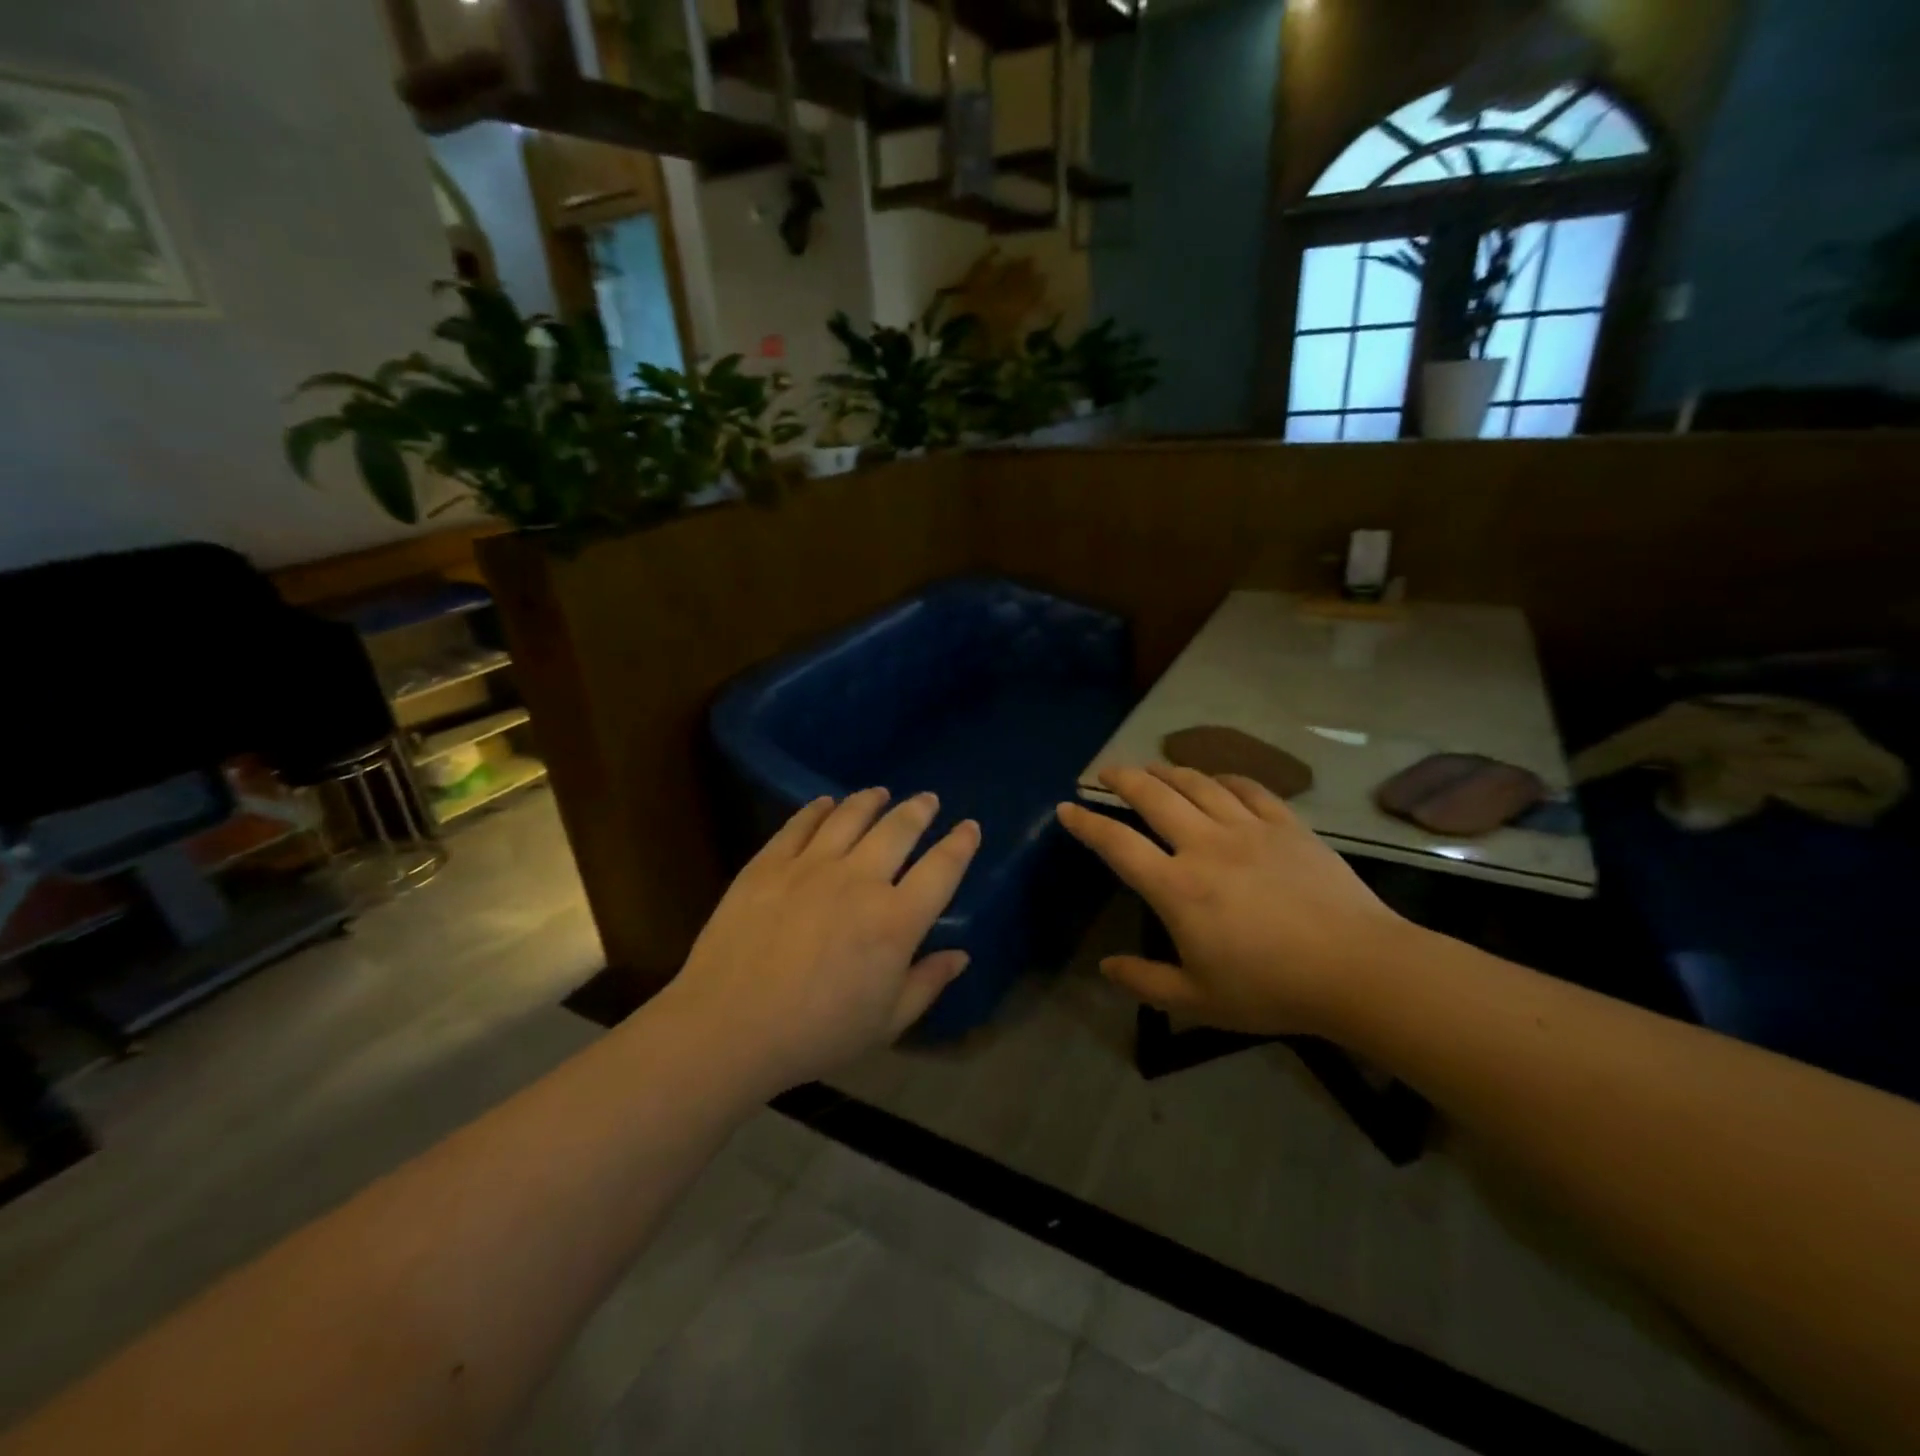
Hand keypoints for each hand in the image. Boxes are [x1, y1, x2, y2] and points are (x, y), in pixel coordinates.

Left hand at [660, 788, 979, 1090]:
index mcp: (895, 921)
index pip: (942, 869)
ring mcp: (810, 866)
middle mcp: (859, 880)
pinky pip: (800, 824)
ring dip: (871, 800)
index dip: (960, 844)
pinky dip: (818, 809)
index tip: (970, 827)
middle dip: (919, 810)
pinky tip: (825, 803)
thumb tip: (961, 955)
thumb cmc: (816, 1034)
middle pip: (898, 829)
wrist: (728, 1028)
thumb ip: (927, 983)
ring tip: (880, 793)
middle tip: (927, 800)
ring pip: (850, 816)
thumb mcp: (886, 1023)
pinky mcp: (768, 864)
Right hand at [1056, 765, 1412, 1036]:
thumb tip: (1106, 967)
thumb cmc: (1272, 988)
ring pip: (1197, 785)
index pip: (1118, 844)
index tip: (1067, 807)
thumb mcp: (1198, 1000)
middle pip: (1153, 797)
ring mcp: (1248, 829)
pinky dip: (1224, 778)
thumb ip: (1146, 982)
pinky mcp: (1287, 826)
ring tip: (1152, 767)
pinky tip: (1216, 780)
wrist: (1357, 969)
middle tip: (1106, 771)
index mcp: (1177, 887)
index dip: (1087, 823)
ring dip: (1167, 771)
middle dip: (1123, 778)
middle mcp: (1205, 846)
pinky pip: (1248, 789)